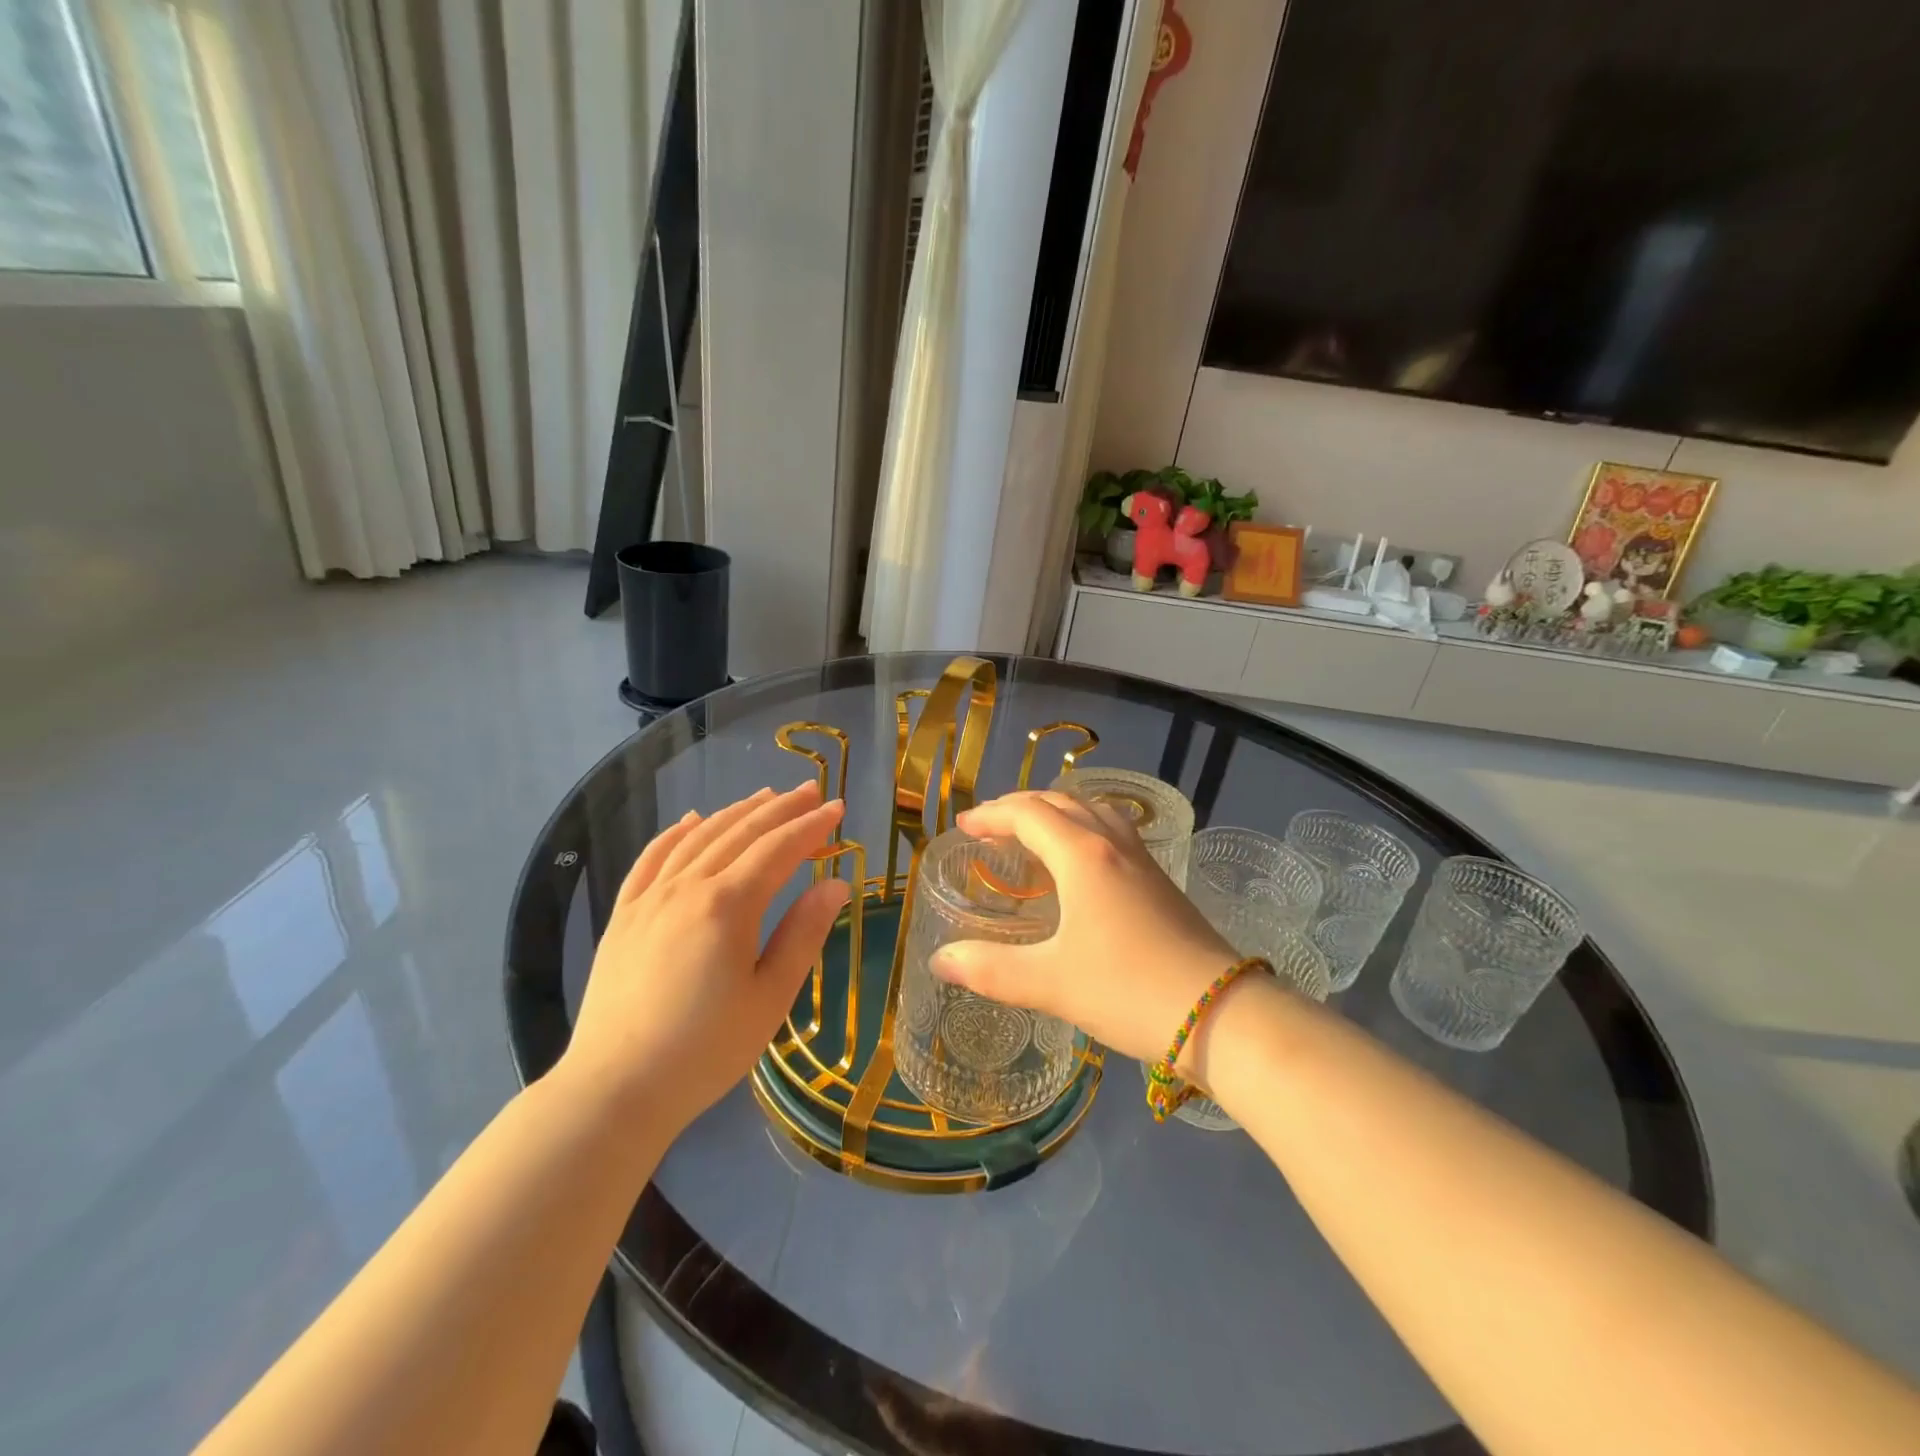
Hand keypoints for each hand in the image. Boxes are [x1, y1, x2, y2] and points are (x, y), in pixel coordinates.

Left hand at [557, 782, 849, 1132]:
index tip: (838, 809)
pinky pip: (652, 858)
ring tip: (766, 796)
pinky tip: (693, 820)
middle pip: (741, 832)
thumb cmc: (706, 1049)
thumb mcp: (770, 997)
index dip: (812, 826)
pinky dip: (677, 832)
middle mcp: (688, 886)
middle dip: (781, 809)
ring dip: (737, 812)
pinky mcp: (624, 915)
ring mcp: (650, 897)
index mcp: (729, 905)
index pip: (779, 849)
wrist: (616, 1088)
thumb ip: (804, 934)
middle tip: (811, 792)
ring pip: (699, 836)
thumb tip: (836, 884)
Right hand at [930, 791, 1237, 1065]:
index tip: (964, 827)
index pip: (1028, 815)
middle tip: (990, 827)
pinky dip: (1083, 829)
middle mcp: (1112, 845)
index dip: (992, 815)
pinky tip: (1082, 862)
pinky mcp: (1161, 881)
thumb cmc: (1127, 989)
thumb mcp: (1049, 983)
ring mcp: (1142, 860)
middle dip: (1020, 808)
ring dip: (1056, 812)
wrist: (1220, 1013)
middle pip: (1061, 803)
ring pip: (1093, 812)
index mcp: (1083, 856)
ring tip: (1032, 834)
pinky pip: (1113, 831)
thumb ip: (990, 969)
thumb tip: (940, 960)